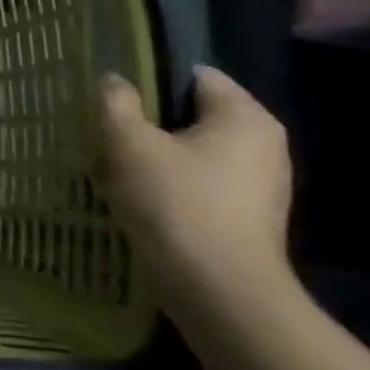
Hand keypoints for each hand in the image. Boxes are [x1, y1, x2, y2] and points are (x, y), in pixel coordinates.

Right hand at [98, 66, 295, 324]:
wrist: (219, 293)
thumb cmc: (176, 204)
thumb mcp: (129, 143)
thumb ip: (116, 103)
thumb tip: (114, 81)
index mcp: (244, 117)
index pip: (194, 75)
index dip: (150, 78)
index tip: (113, 97)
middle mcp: (263, 144)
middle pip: (191, 114)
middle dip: (147, 121)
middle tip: (106, 132)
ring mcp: (259, 185)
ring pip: (191, 150)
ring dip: (152, 155)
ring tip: (112, 167)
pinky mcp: (246, 217)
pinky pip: (199, 183)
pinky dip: (168, 184)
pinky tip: (135, 198)